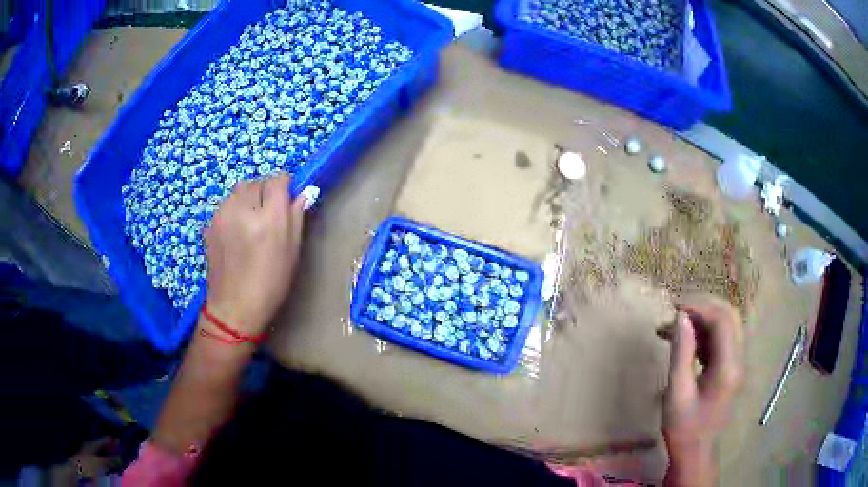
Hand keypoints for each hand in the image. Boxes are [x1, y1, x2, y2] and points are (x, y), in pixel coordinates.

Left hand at [203, 173, 305, 336]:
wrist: (235, 307)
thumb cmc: (271, 283)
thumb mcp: (293, 251)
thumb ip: (297, 216)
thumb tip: (302, 193)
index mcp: (269, 217)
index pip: (278, 179)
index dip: (285, 186)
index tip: (286, 200)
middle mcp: (243, 208)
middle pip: (256, 182)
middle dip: (264, 192)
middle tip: (268, 214)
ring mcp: (222, 215)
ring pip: (238, 191)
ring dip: (247, 199)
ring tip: (250, 222)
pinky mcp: (209, 224)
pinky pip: (225, 206)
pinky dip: (233, 211)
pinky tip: (236, 233)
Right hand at [663, 294, 743, 485]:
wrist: (695, 453)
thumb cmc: (683, 428)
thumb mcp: (677, 392)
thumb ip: (681, 352)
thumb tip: (681, 317)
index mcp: (728, 367)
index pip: (722, 320)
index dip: (699, 306)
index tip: (673, 307)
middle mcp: (738, 359)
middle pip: (729, 316)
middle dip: (703, 306)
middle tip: (675, 311)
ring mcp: (736, 363)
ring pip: (726, 325)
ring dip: (703, 318)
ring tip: (675, 325)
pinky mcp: (730, 367)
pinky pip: (721, 339)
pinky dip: (703, 332)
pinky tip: (685, 340)